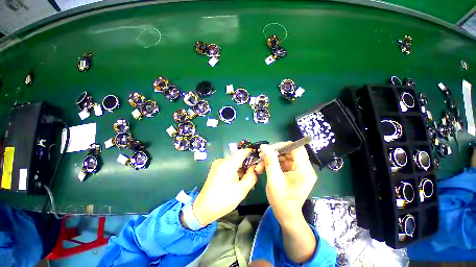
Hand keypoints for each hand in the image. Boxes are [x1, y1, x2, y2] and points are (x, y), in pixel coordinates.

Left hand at [192, 149, 257, 225]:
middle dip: (247, 162)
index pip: (242, 152)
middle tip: (254, 171)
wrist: (204, 208)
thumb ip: (251, 176)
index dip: (251, 152)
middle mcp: (222, 160)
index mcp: (228, 164)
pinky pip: (228, 164)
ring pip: (233, 160)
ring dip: (241, 166)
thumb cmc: (224, 200)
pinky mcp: (215, 168)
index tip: (259, 157)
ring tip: (246, 176)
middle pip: (238, 156)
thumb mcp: (242, 190)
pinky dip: (234, 168)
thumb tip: (254, 167)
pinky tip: (237, 178)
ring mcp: (217, 164)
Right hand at [256, 142, 317, 222]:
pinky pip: (283, 162)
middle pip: (290, 151)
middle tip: (261, 156)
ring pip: (284, 156)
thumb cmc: (282, 201)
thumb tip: (264, 146)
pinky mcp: (294, 172)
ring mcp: (299, 170)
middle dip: (274, 152)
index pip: (296, 148)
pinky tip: (264, 167)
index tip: (269, 149)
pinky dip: (273, 163)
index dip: (283, 145)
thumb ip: (270, 161)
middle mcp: (305, 168)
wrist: (286, 216)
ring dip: (271, 158)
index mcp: (304, 170)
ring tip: (260, 164)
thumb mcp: (274, 180)